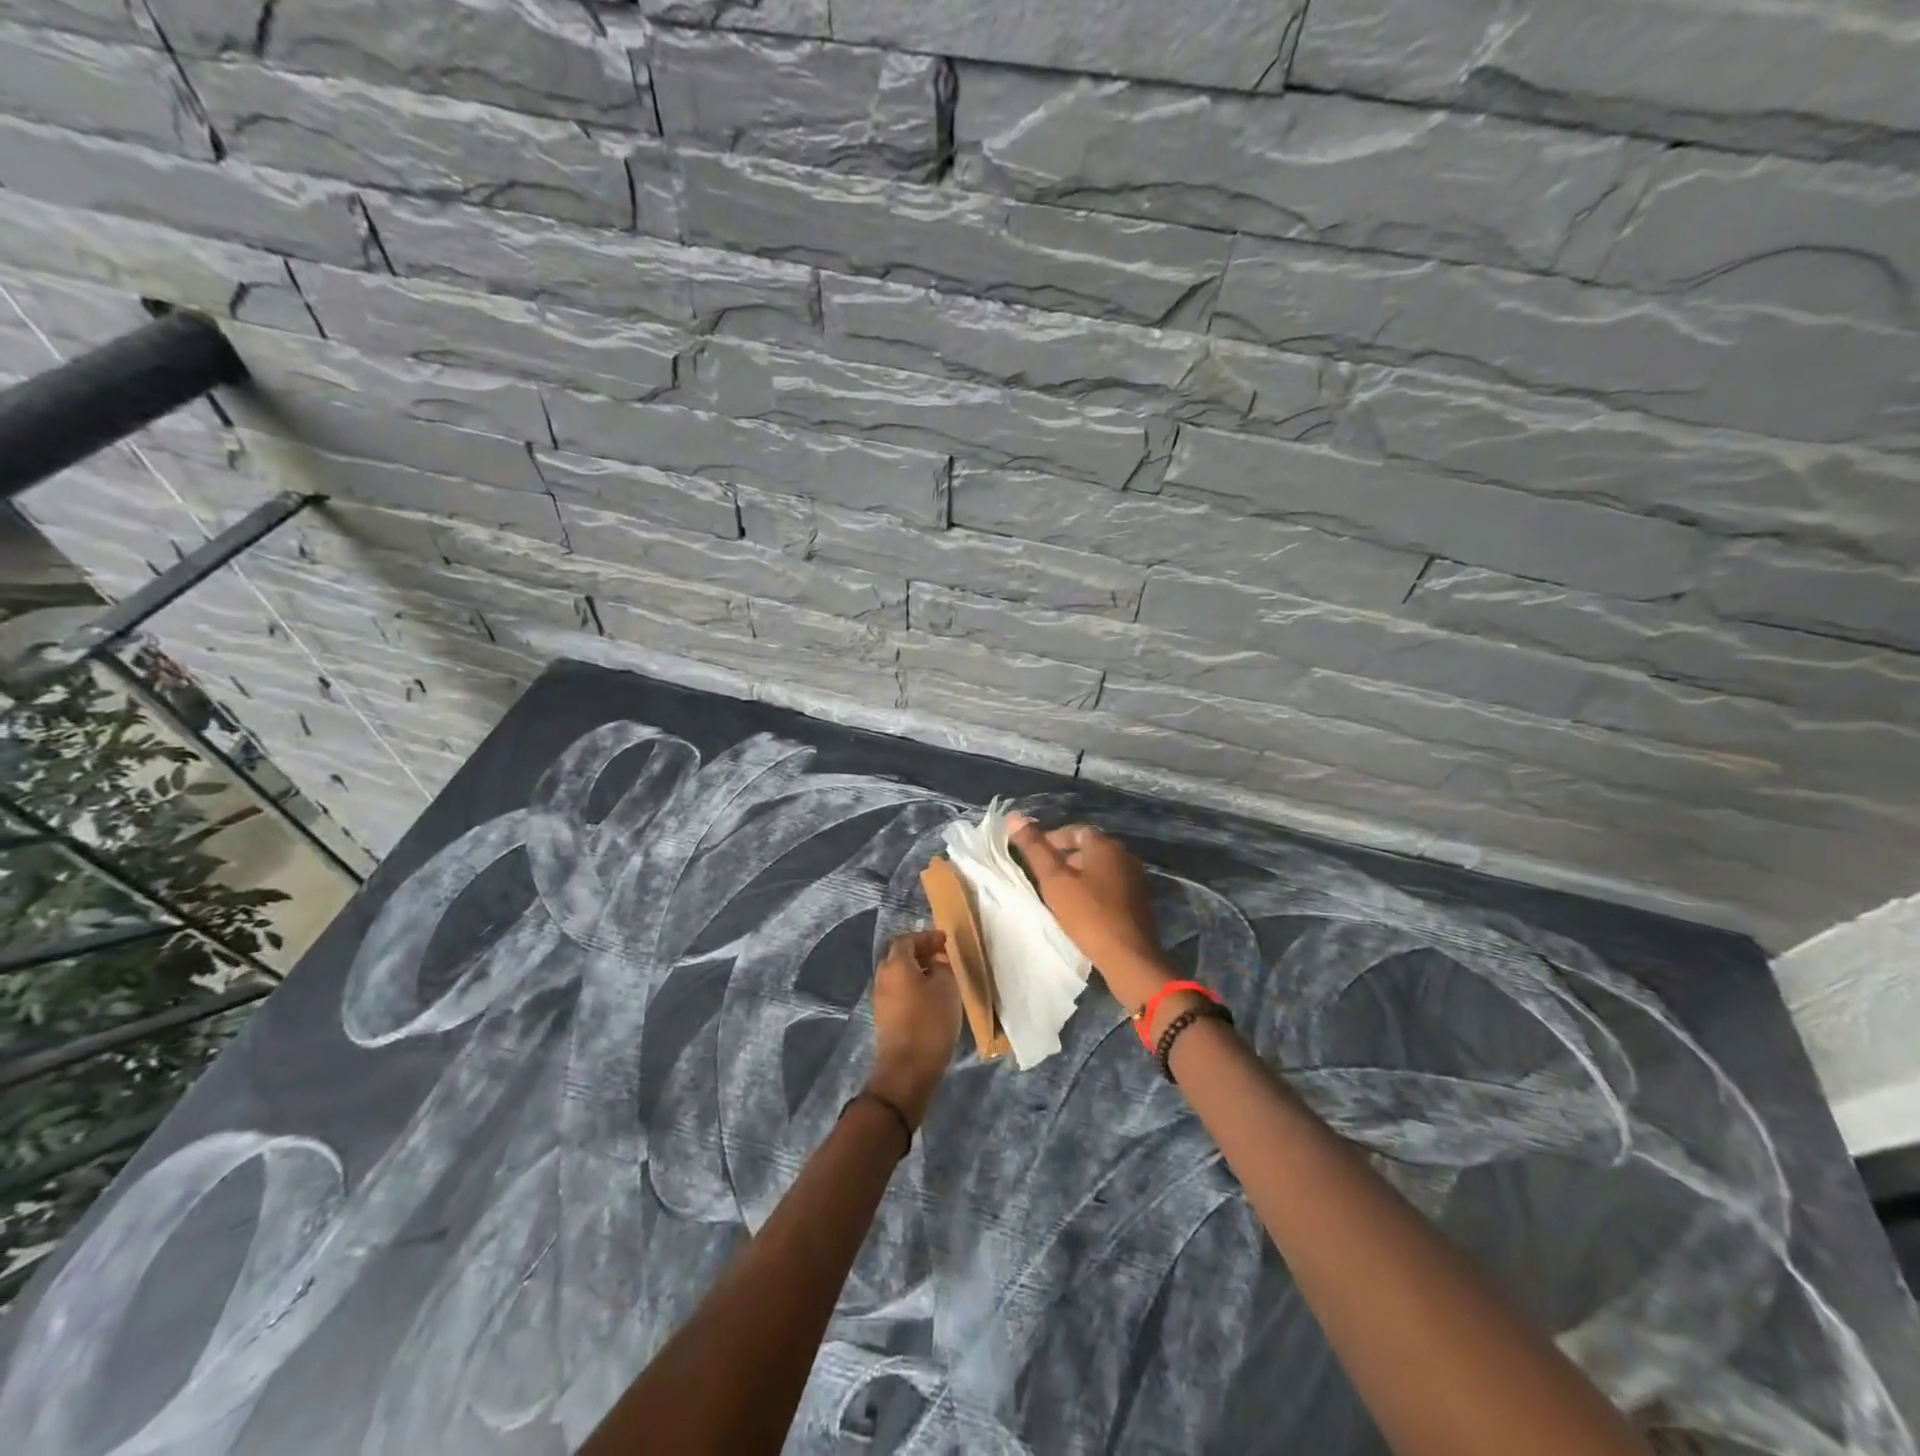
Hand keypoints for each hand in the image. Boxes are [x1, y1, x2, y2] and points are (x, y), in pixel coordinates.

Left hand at [866, 930, 961, 1127]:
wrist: (907, 1069)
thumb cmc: (930, 1022)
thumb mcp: (947, 988)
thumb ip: (942, 967)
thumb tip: (936, 962)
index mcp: (895, 964)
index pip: (906, 939)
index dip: (926, 937)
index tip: (944, 940)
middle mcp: (883, 977)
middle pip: (898, 955)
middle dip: (919, 952)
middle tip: (941, 955)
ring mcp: (880, 998)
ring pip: (898, 974)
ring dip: (916, 970)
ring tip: (940, 976)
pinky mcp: (884, 1017)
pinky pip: (898, 991)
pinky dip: (912, 986)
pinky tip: (930, 997)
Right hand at [1008, 817, 1175, 1010]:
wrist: (1128, 956)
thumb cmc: (1088, 914)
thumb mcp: (1054, 880)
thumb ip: (1035, 848)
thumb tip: (1014, 817)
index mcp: (1105, 845)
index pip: (1076, 830)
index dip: (1053, 838)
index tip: (1035, 854)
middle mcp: (1125, 856)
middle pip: (1090, 849)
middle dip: (1065, 858)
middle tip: (1044, 875)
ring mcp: (1135, 879)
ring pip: (1100, 869)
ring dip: (1079, 875)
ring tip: (1058, 893)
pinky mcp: (1140, 902)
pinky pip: (1111, 886)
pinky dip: (1093, 890)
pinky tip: (1081, 908)